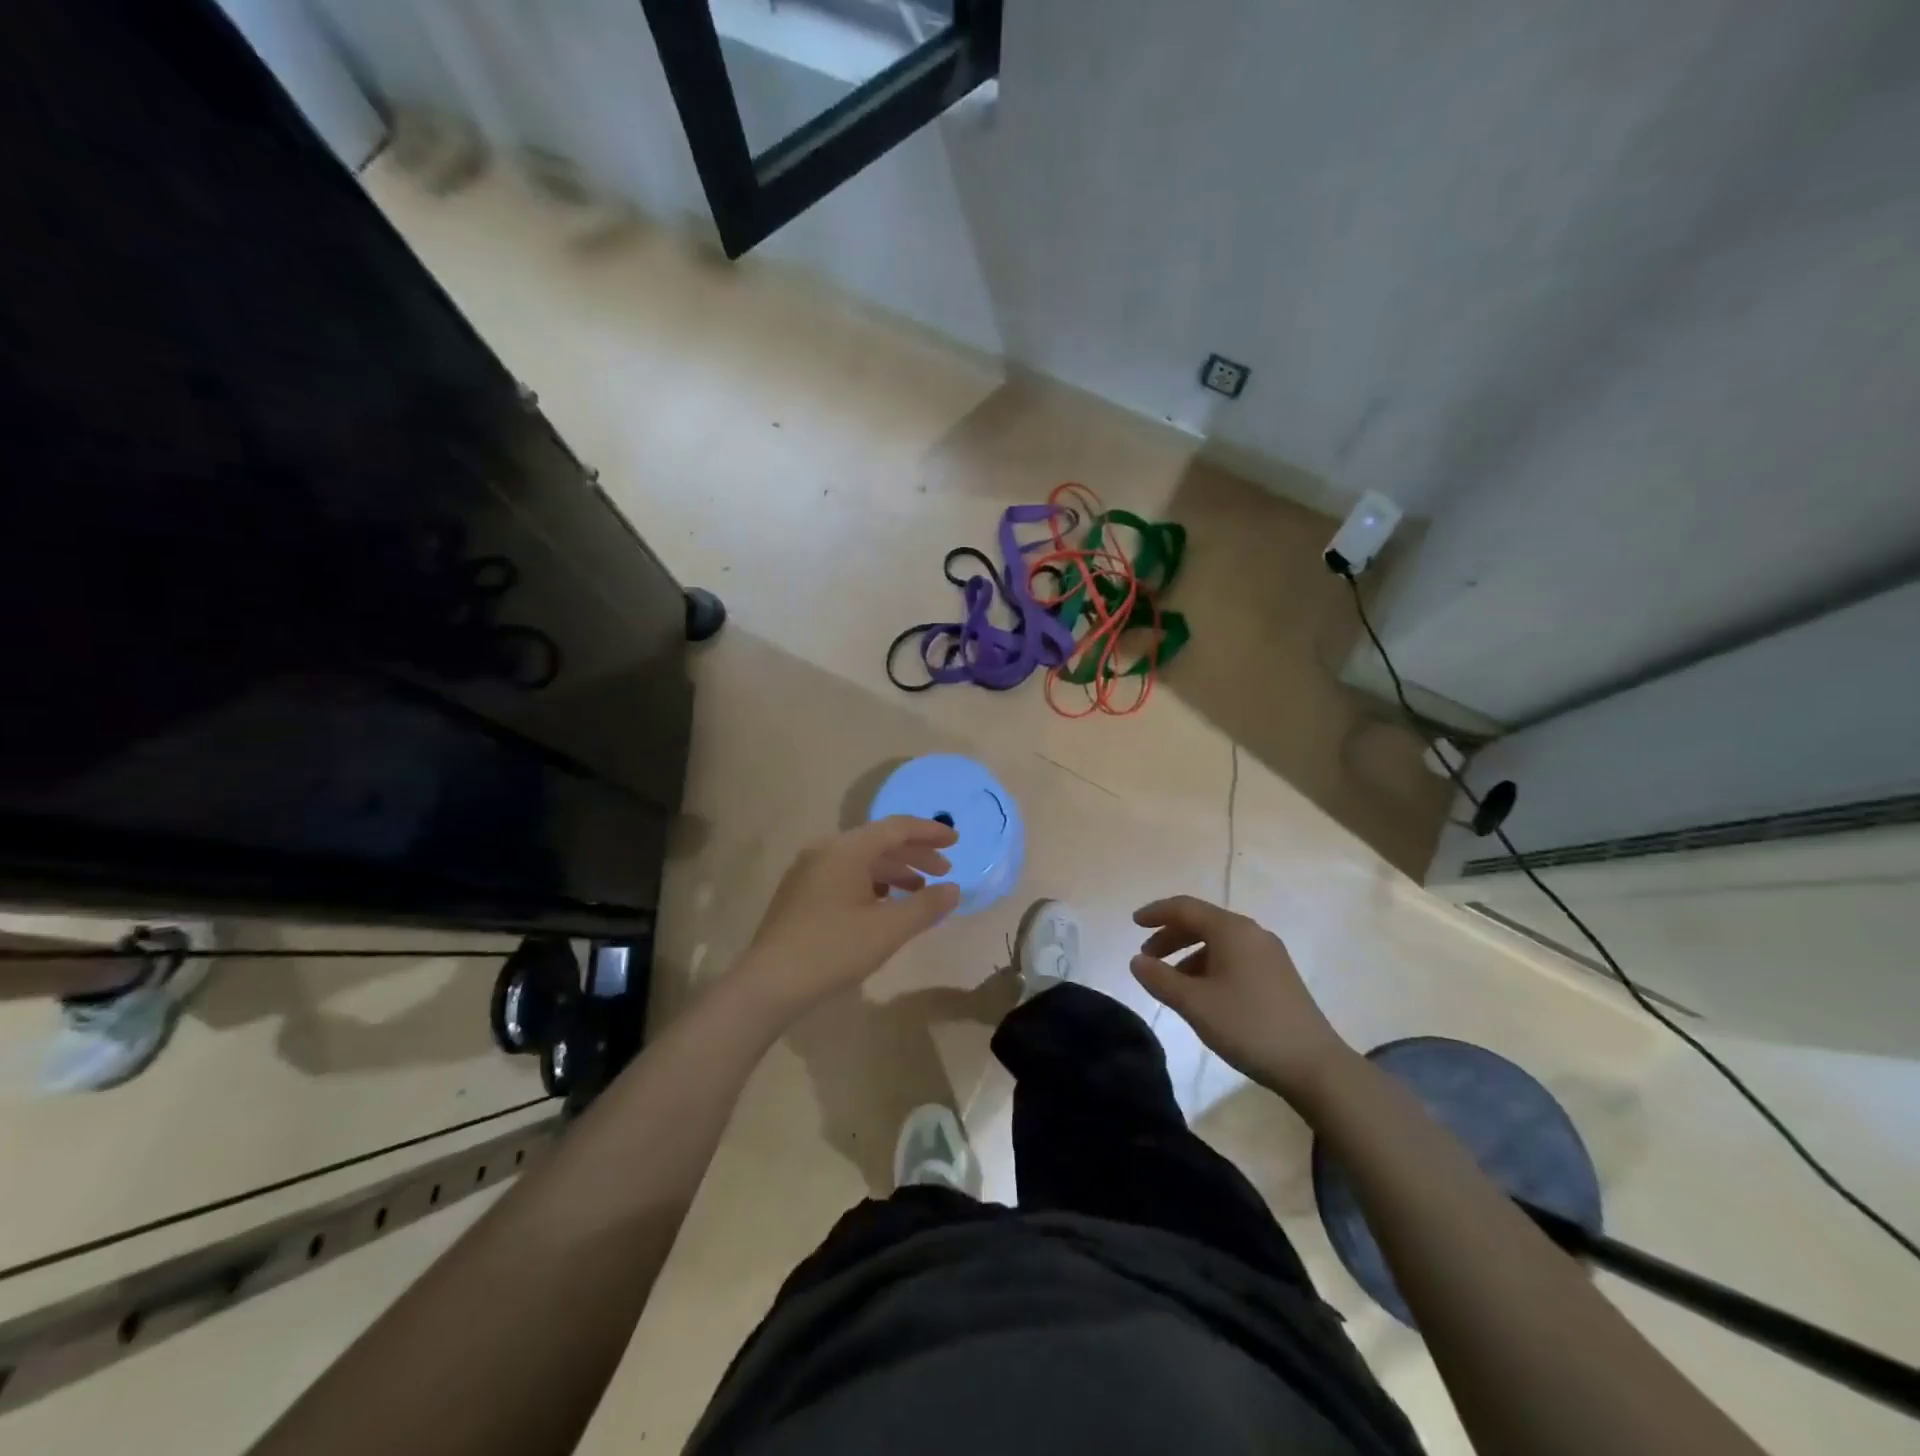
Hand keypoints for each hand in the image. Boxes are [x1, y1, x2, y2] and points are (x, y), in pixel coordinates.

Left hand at [733, 817, 961, 1020]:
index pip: (896, 828)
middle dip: (914, 854)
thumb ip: (926, 906)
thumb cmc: (833, 949)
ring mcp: (809, 871)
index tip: (956, 841)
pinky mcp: (800, 893)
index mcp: (847, 849)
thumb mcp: (889, 929)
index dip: (929, 832)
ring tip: (918, 891)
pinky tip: (883, 905)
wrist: (770, 983)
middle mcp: (826, 850)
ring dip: (894, 871)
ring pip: (861, 860)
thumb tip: (953, 889)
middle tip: (944, 871)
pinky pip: (845, 875)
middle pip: (878, 842)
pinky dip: (871, 883)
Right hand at [1130, 895, 1354, 1100]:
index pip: (1185, 908)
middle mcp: (1252, 933)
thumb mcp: (1195, 1004)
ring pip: (1218, 942)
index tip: (1133, 923)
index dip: (1156, 913)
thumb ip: (1160, 979)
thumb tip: (1137, 961)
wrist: (1315, 1066)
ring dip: (1189, 954)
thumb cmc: (1249, 1026)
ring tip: (1171, 982)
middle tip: (1147, 958)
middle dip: (1171, 936)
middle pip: (1202, 922)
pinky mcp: (1278, 976)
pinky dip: (1209, 966)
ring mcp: (1269, 955)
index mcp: (1232, 930)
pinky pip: (1234, 957)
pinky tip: (1202, 994)